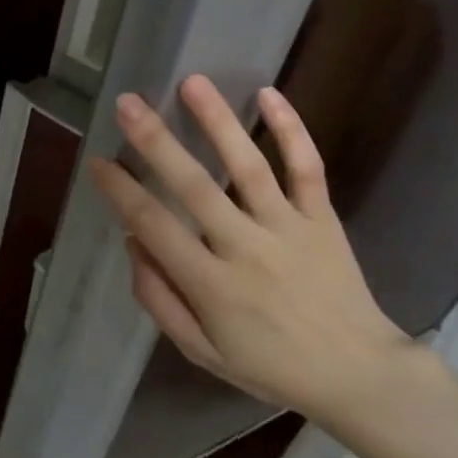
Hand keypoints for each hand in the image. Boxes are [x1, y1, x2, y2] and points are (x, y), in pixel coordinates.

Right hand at [89, 75, 431, 428]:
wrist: (359, 375)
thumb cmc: (271, 366)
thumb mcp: (202, 352)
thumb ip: (161, 300)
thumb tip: (133, 243)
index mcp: (212, 285)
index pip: (155, 226)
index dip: (121, 192)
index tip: (98, 161)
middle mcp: (246, 248)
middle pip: (195, 186)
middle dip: (156, 142)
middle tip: (127, 103)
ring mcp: (289, 229)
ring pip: (249, 167)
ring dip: (218, 122)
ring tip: (192, 82)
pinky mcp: (323, 219)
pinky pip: (307, 168)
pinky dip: (291, 130)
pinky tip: (268, 94)